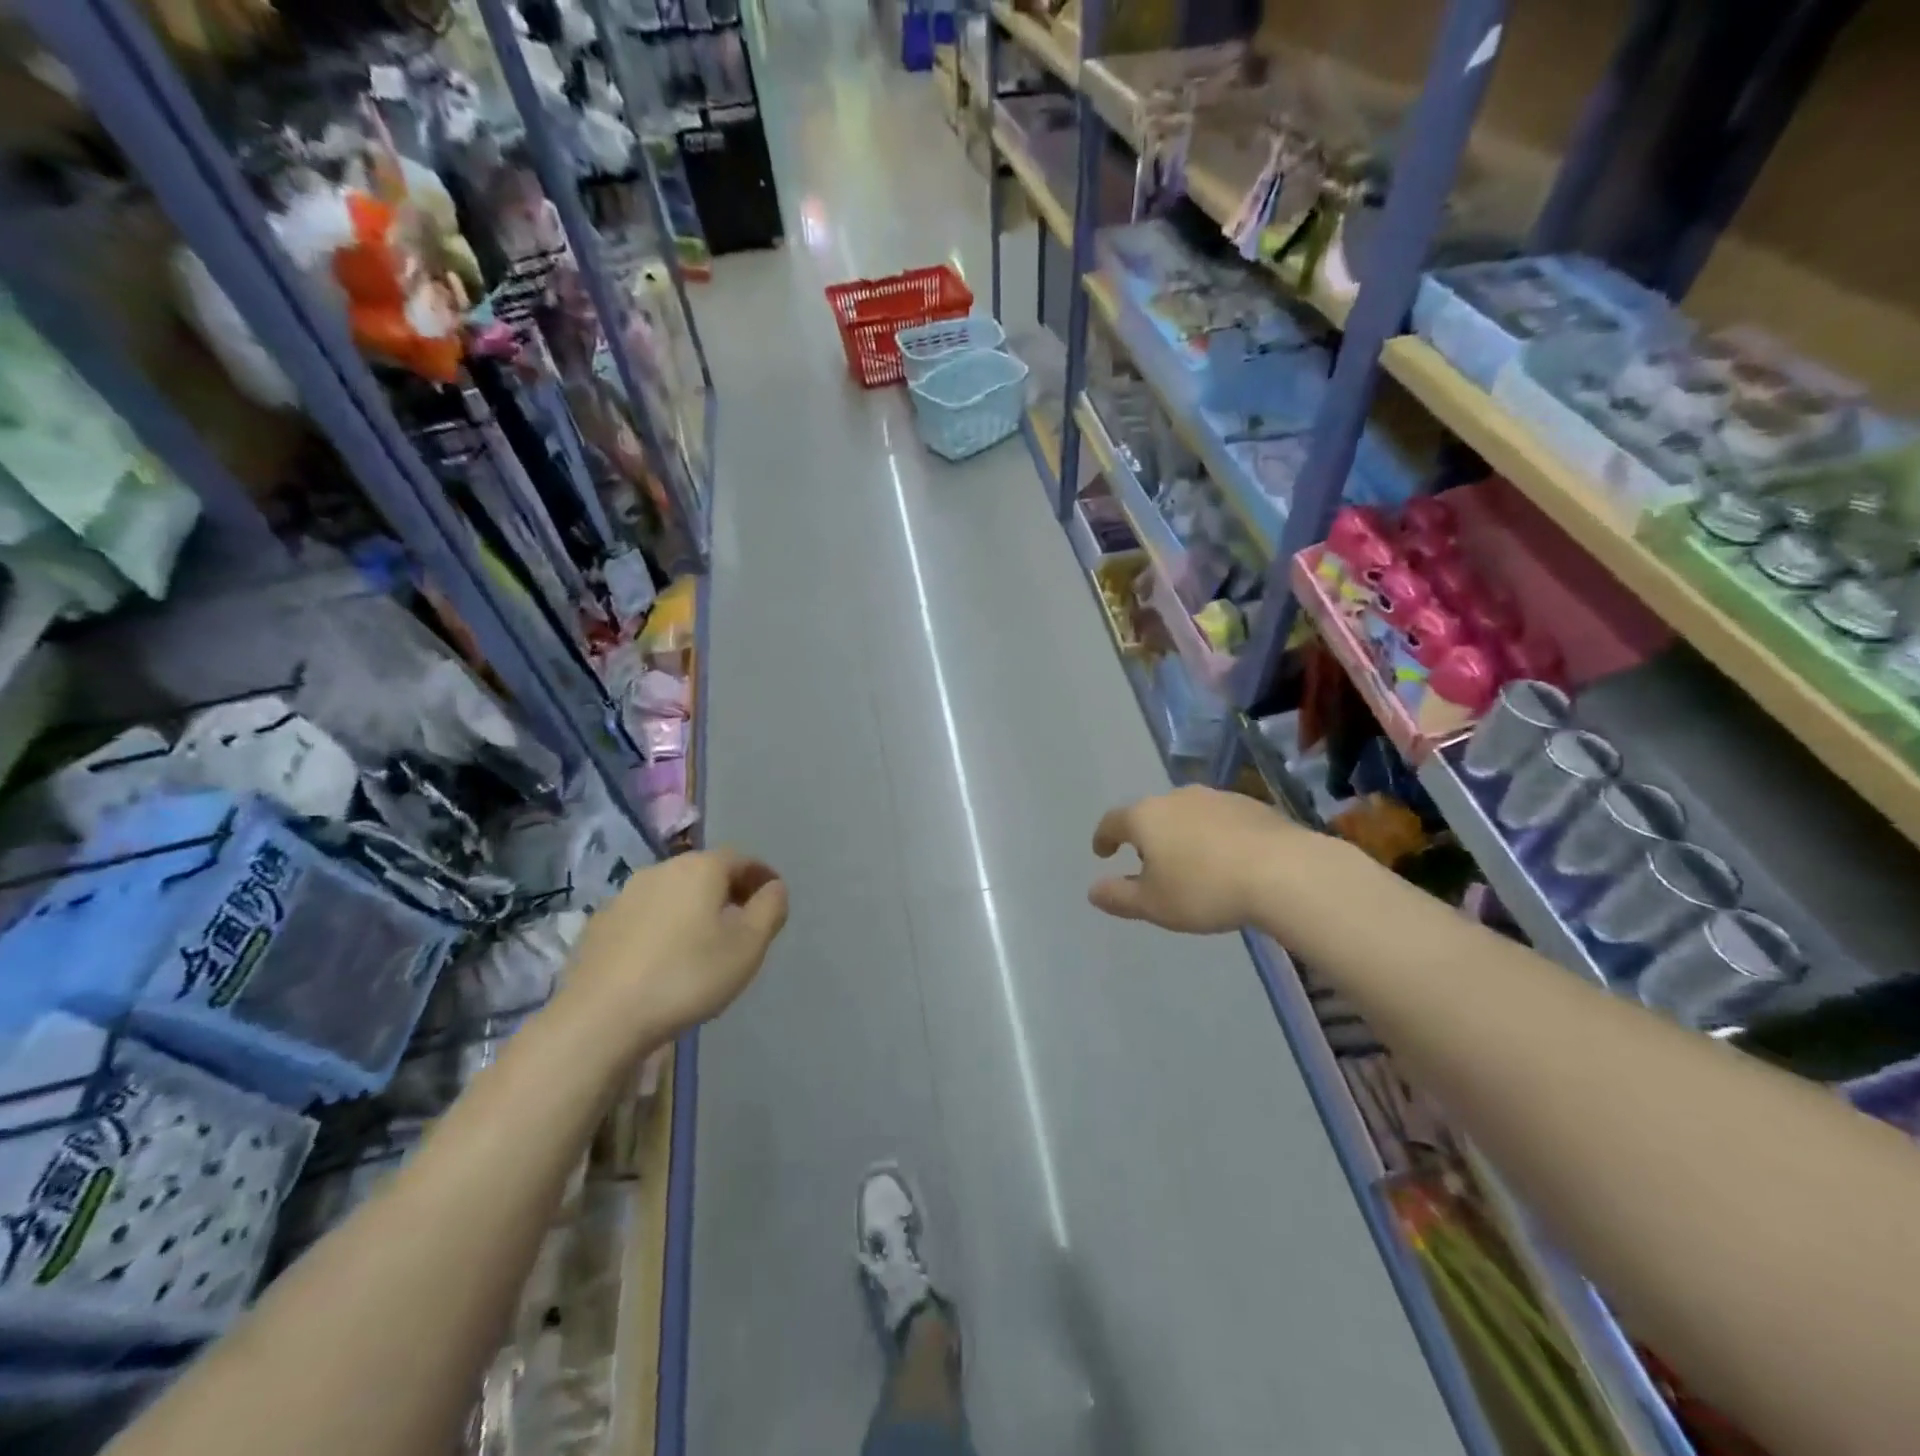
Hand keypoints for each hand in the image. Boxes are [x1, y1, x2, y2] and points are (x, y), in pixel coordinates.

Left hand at [560, 848, 788, 1045]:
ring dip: (693, 907)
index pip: (741, 858)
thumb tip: (774, 887)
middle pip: (704, 871)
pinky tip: (663, 956)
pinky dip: (662, 926)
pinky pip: (644, 915)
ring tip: (704, 940)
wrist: (601, 1017)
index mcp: (700, 868)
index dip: (761, 875)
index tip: (773, 898)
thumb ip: (769, 909)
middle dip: (728, 890)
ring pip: (672, 892)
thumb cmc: (687, 976)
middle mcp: (661, 870)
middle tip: (743, 918)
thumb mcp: (747, 947)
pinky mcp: (599, 925)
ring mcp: (624, 896)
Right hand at [1089, 786, 1305, 933]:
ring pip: (1188, 814)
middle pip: (1152, 814)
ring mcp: (1216, 797)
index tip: (1103, 852)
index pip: (1113, 821)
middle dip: (1147, 836)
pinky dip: (1214, 835)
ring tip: (1192, 862)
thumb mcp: (1154, 905)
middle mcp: (1177, 798)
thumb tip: (1093, 890)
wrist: (1284, 872)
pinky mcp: (1251, 805)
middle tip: (1150, 863)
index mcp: (1146, 817)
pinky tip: (1228, 859)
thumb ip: (1119, 897)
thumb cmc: (1205, 889)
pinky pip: (1220, 820)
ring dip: (1183, 834)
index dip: (1104, 837)